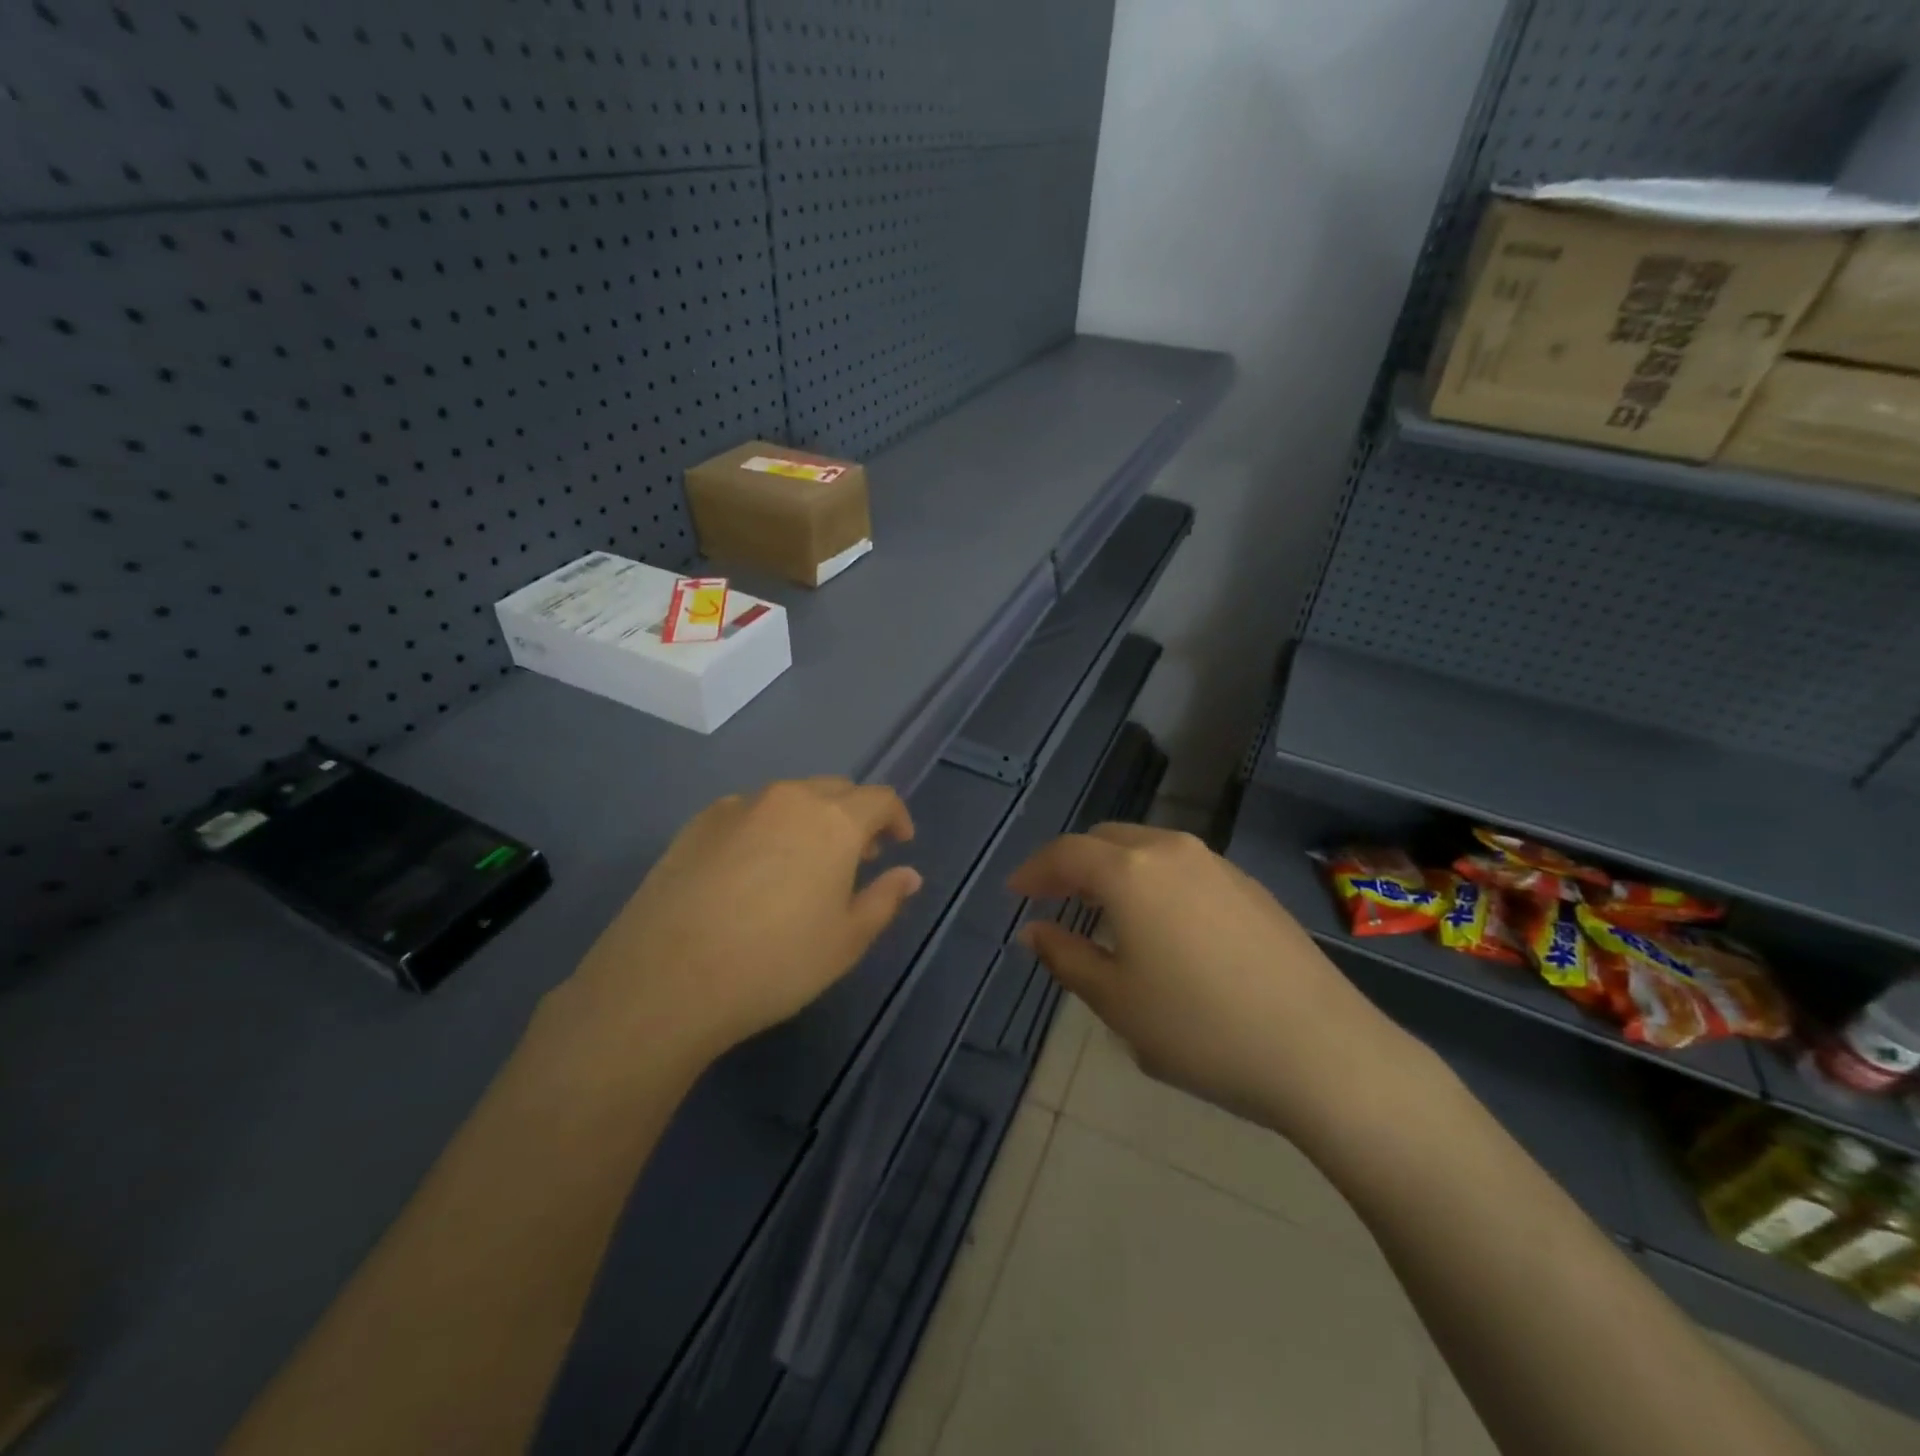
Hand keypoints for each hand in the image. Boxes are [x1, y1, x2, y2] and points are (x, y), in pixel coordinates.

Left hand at [554, 778, 922, 1072]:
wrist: (666, 979)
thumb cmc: (775, 962)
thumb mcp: (846, 940)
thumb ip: (884, 899)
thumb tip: (909, 874)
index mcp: (833, 821)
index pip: (879, 799)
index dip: (897, 818)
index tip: (899, 844)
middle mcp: (788, 799)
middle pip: (835, 790)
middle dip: (855, 816)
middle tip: (859, 856)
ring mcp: (738, 806)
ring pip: (790, 799)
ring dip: (811, 820)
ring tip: (806, 863)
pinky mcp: (698, 823)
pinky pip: (749, 812)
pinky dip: (767, 828)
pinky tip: (754, 869)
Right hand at [1008, 824, 1399, 1133]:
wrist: (1322, 1051)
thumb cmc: (1200, 1028)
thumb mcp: (1117, 1002)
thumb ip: (1066, 958)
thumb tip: (1034, 932)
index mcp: (1131, 871)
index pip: (1066, 853)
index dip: (1035, 871)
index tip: (1015, 894)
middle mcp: (1173, 851)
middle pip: (1107, 840)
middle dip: (1073, 864)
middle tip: (1054, 898)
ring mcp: (1218, 865)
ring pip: (1148, 849)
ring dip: (1116, 870)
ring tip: (1103, 910)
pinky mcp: (1251, 887)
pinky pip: (1183, 867)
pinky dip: (1154, 880)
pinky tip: (1161, 923)